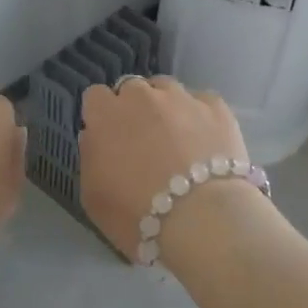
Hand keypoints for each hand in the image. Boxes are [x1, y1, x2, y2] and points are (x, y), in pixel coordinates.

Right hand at [79, 78, 251, 261]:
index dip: (102, 116)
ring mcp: (182, 97)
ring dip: (167, 107)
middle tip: (143, 142)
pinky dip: (201, 117)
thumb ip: (90, 156)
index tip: (109, 138)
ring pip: (168, 89)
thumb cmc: (136, 214)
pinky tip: (206, 142)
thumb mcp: (93, 196)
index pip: (95, 97)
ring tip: (177, 139)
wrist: (201, 218)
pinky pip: (203, 103)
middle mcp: (142, 96)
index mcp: (106, 114)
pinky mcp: (216, 107)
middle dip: (134, 108)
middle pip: (132, 89)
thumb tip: (96, 137)